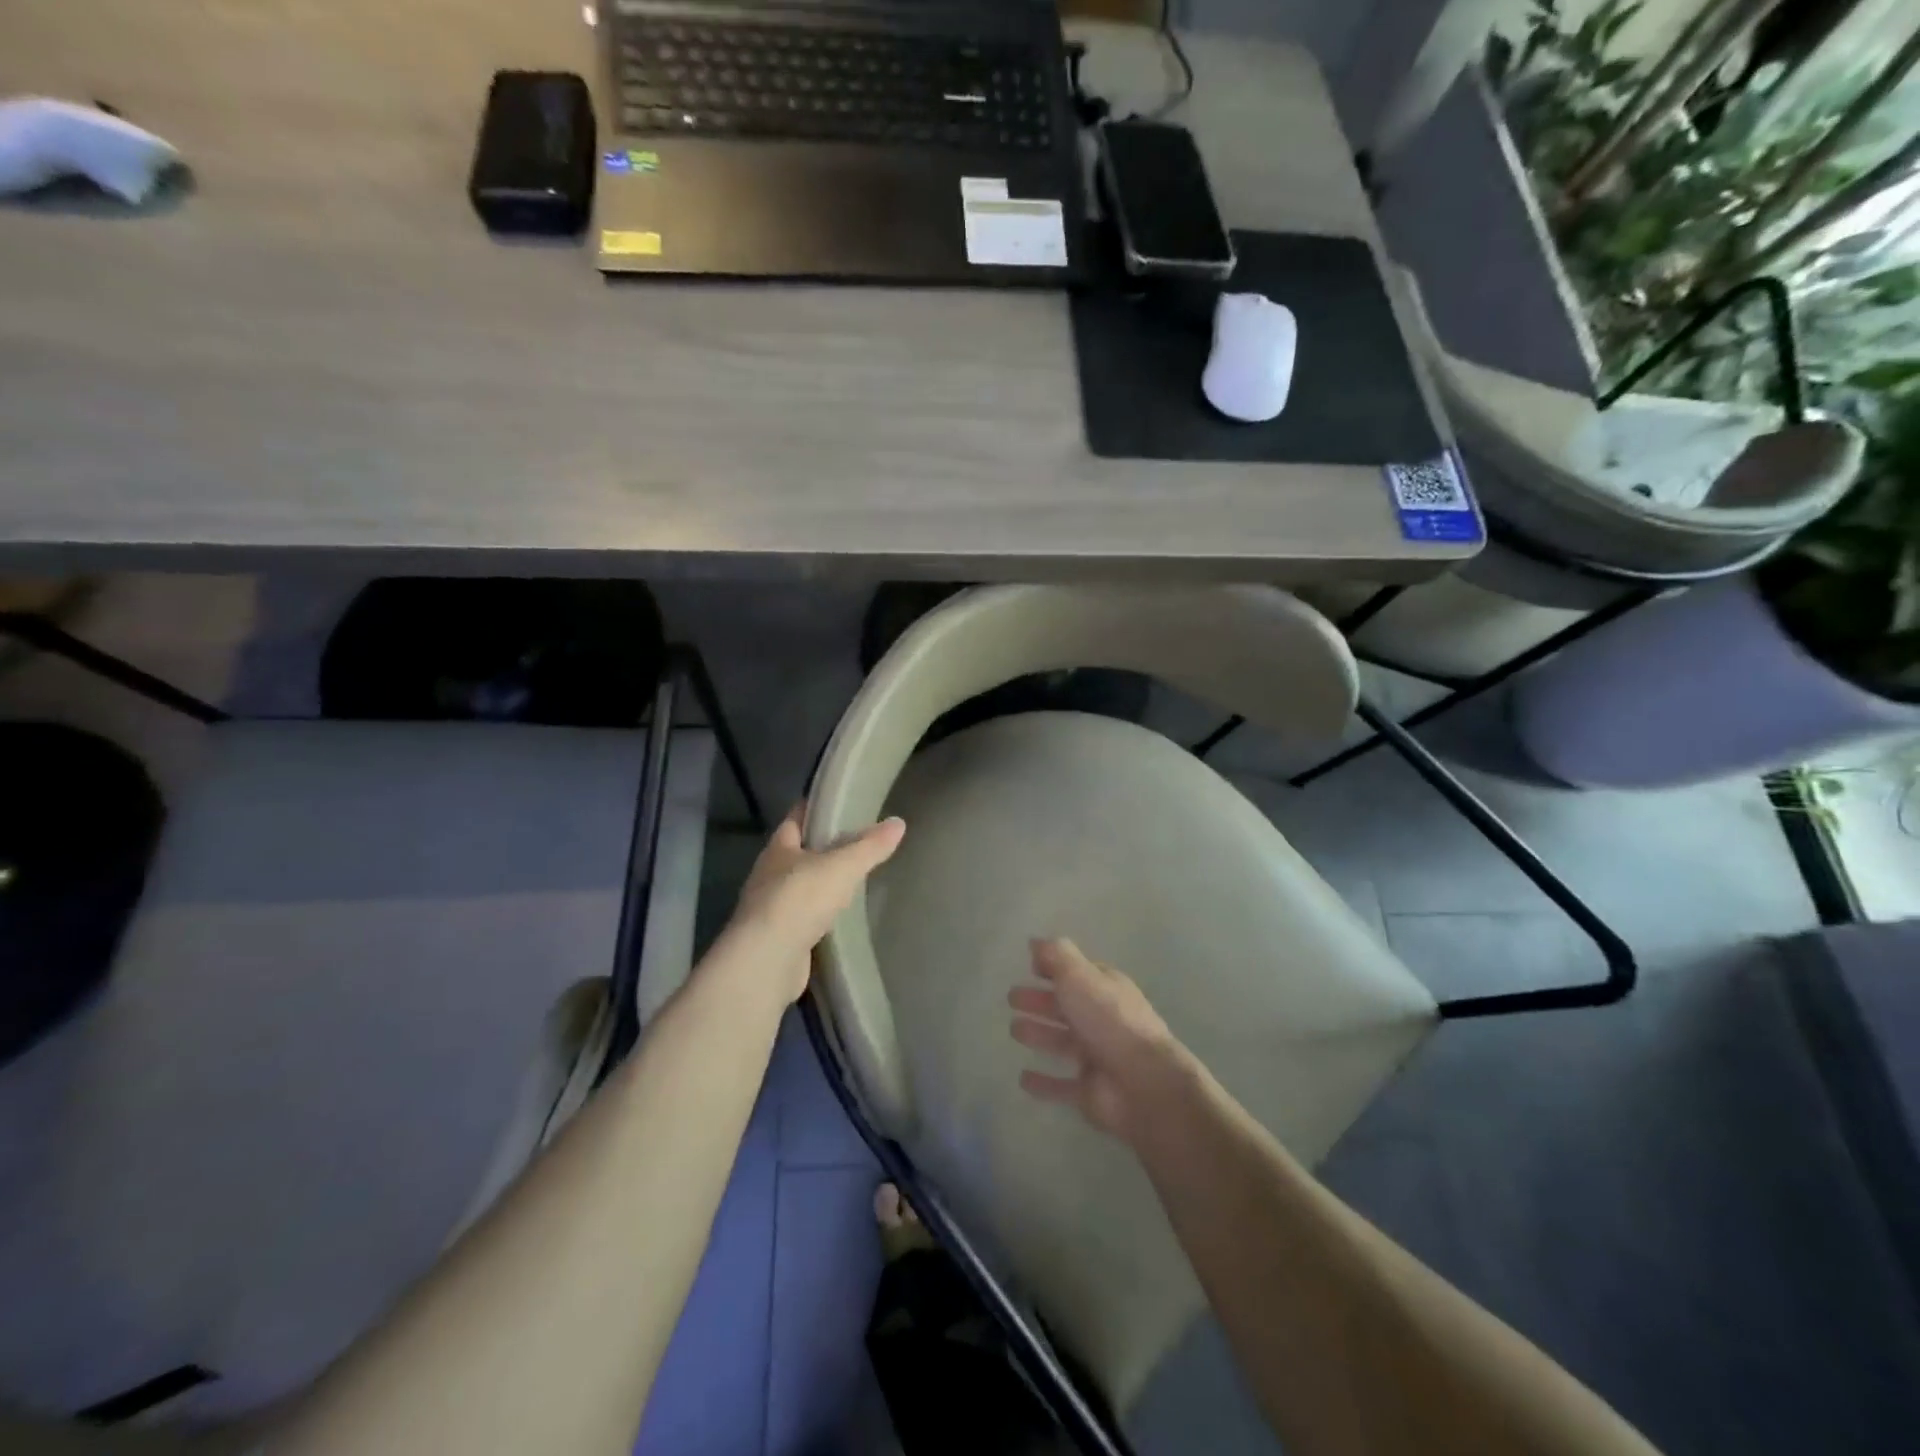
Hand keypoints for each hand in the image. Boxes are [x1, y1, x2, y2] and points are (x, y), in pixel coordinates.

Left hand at [724, 804, 905, 1004]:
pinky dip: (820, 916)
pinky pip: (804, 918)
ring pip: (800, 887)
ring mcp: (771, 909)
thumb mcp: (842, 866)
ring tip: (853, 879)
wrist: (766, 962)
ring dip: (821, 883)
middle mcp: (769, 875)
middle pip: (798, 853)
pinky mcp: (778, 939)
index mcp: (778, 849)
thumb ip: (870, 846)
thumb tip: (898, 822)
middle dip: (823, 847)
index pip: (796, 817)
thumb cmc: (799, 900)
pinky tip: (840, 917)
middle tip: (858, 841)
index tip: (840, 802)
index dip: (816, 808)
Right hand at [1007, 938, 1188, 1142]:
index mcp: (1106, 989)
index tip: (1029, 967)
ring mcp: (1098, 1057)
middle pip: (1066, 1007)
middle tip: (1012, 998)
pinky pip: (1062, 1085)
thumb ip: (1056, 956)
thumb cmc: (1109, 1020)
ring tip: (1013, 1030)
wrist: (1143, 1083)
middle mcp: (1103, 1020)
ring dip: (1040, 1034)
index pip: (1078, 974)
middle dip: (1040, 1001)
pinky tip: (1023, 1078)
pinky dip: (1044, 1082)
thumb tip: (1035, 941)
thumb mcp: (1079, 976)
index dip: (1055, 968)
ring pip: (1062, 1042)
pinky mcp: (1090, 1091)